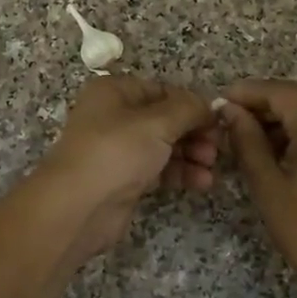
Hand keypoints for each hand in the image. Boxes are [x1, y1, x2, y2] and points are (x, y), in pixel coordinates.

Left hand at [38, 76, 218, 263]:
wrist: (78, 207)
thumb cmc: (116, 152)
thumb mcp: (157, 123)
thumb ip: (188, 109)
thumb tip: (210, 105)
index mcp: (115, 92)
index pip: (163, 90)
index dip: (192, 104)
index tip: (218, 121)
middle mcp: (114, 116)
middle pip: (165, 119)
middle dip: (194, 132)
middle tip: (217, 148)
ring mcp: (118, 150)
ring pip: (164, 146)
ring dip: (191, 155)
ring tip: (211, 168)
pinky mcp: (124, 179)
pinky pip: (158, 169)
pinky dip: (180, 173)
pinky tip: (201, 183)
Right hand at [219, 79, 296, 297]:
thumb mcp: (269, 186)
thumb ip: (247, 141)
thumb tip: (229, 111)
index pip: (279, 91)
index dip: (247, 93)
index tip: (219, 104)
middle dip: (265, 103)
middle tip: (232, 121)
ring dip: (284, 116)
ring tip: (250, 138)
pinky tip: (279, 148)